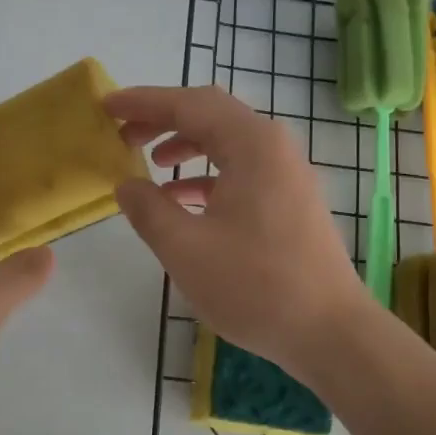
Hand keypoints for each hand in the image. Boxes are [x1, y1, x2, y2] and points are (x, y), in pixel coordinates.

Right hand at [107, 86, 375, 381]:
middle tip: (124, 132)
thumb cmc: (254, 286)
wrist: (329, 332)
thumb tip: (126, 184)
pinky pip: (241, 169)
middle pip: (210, 114)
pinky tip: (182, 200)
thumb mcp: (185, 248)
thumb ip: (148, 209)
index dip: (143, 102)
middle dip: (163, 118)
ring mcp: (286, 173)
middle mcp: (273, 147)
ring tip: (148, 162)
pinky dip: (207, 174)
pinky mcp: (290, 199)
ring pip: (227, 142)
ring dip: (185, 145)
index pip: (188, 104)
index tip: (107, 105)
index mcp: (251, 145)